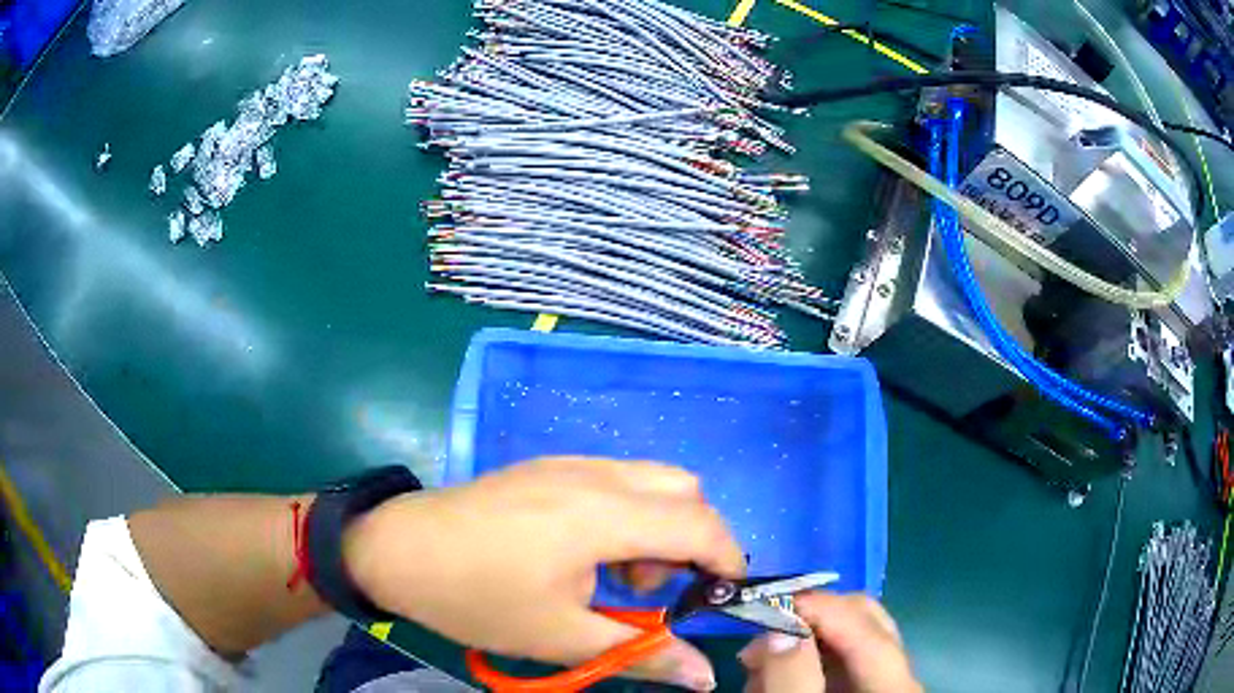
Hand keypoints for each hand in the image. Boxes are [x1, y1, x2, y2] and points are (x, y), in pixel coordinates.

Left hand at [343, 457, 745, 690]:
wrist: (397, 550)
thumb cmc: (477, 598)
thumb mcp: (561, 637)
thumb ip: (642, 653)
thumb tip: (704, 678)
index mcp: (601, 513)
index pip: (698, 524)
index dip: (725, 560)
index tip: (720, 598)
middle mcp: (595, 475)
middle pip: (684, 489)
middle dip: (694, 539)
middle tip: (658, 588)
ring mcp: (569, 463)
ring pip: (651, 480)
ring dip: (660, 525)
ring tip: (618, 574)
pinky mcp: (547, 467)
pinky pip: (617, 479)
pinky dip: (630, 513)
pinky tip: (588, 553)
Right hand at [739, 593, 921, 692]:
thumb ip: (791, 680)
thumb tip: (779, 629)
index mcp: (896, 688)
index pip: (866, 629)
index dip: (820, 607)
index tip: (768, 604)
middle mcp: (899, 679)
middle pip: (867, 622)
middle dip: (811, 621)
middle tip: (763, 637)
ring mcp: (886, 685)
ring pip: (852, 638)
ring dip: (803, 641)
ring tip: (760, 668)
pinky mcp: (867, 692)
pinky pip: (841, 662)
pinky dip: (807, 661)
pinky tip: (776, 680)